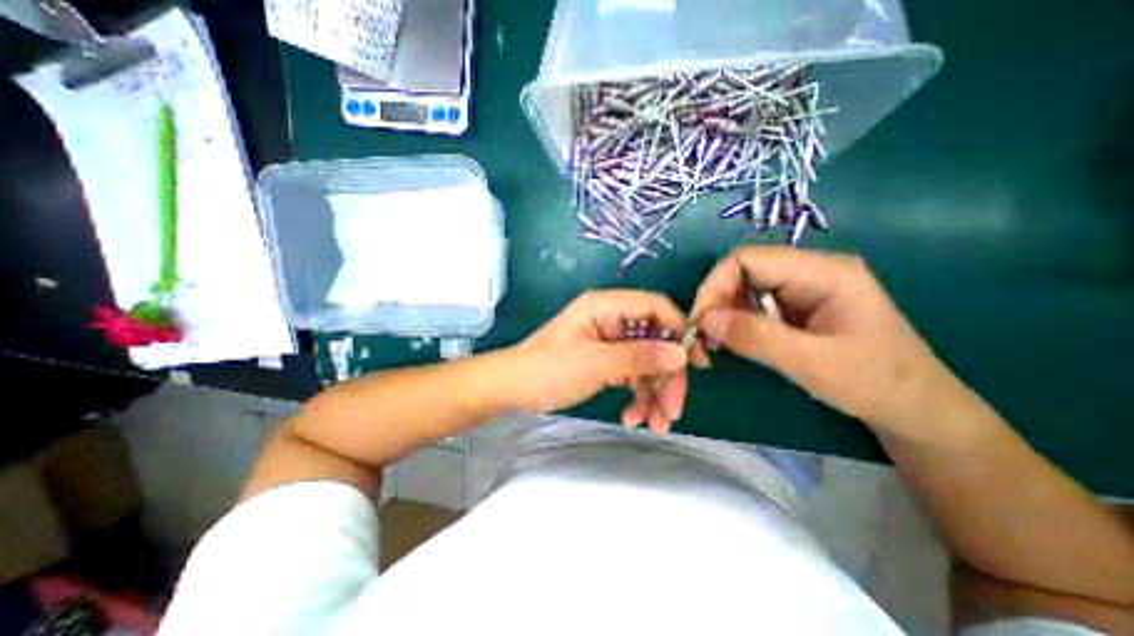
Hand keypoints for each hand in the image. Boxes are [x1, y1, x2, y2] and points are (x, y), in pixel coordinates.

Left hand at [514, 291, 704, 433]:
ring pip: (645, 362)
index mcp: (607, 306)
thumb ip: (639, 357)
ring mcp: (608, 341)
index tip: (696, 365)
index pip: (656, 308)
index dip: (680, 332)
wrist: (513, 388)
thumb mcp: (595, 363)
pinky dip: (636, 395)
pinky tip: (632, 417)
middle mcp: (611, 319)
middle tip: (672, 412)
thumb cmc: (549, 370)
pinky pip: (631, 374)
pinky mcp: (605, 360)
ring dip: (653, 393)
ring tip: (653, 424)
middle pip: (654, 341)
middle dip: (666, 377)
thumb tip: (681, 354)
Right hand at [692, 247, 964, 437]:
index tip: (700, 323)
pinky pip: (753, 303)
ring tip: (714, 343)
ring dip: (722, 313)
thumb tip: (704, 320)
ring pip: (743, 287)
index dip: (715, 286)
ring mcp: (803, 287)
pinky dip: (735, 321)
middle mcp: (810, 270)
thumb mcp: (812, 363)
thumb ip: (755, 338)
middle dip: (716, 301)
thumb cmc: (876, 384)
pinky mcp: (796, 305)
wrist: (916, 409)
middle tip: (704, 338)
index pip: (747, 259)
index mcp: (824, 272)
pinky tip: (732, 341)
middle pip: (742, 270)